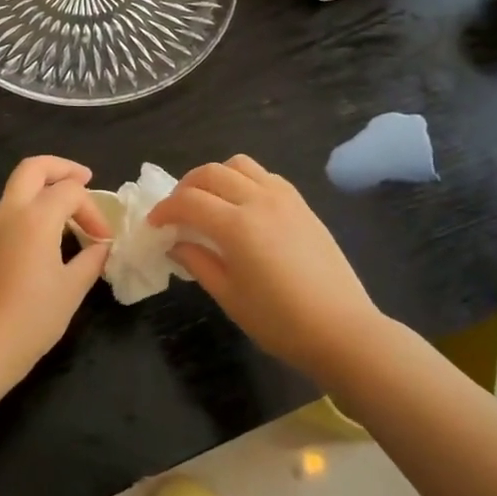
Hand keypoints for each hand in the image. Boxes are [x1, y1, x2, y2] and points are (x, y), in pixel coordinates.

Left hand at [0, 156, 111, 390]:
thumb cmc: (32, 318)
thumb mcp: (72, 288)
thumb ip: (91, 259)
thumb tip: (102, 246)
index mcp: (35, 218)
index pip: (71, 192)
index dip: (93, 210)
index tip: (104, 240)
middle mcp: (10, 212)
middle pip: (34, 168)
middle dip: (62, 168)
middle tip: (86, 180)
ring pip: (19, 186)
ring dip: (46, 188)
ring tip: (72, 211)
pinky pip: (12, 208)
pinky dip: (34, 206)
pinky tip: (51, 233)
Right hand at [150, 155, 384, 379]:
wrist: (342, 330)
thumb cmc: (280, 322)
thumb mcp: (229, 296)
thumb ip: (198, 262)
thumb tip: (175, 242)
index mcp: (237, 225)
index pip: (188, 202)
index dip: (165, 210)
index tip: (154, 225)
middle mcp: (259, 200)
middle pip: (211, 173)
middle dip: (185, 187)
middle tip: (177, 212)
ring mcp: (284, 198)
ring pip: (239, 165)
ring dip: (216, 177)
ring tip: (209, 202)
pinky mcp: (302, 204)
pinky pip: (265, 176)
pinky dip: (244, 181)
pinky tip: (242, 207)